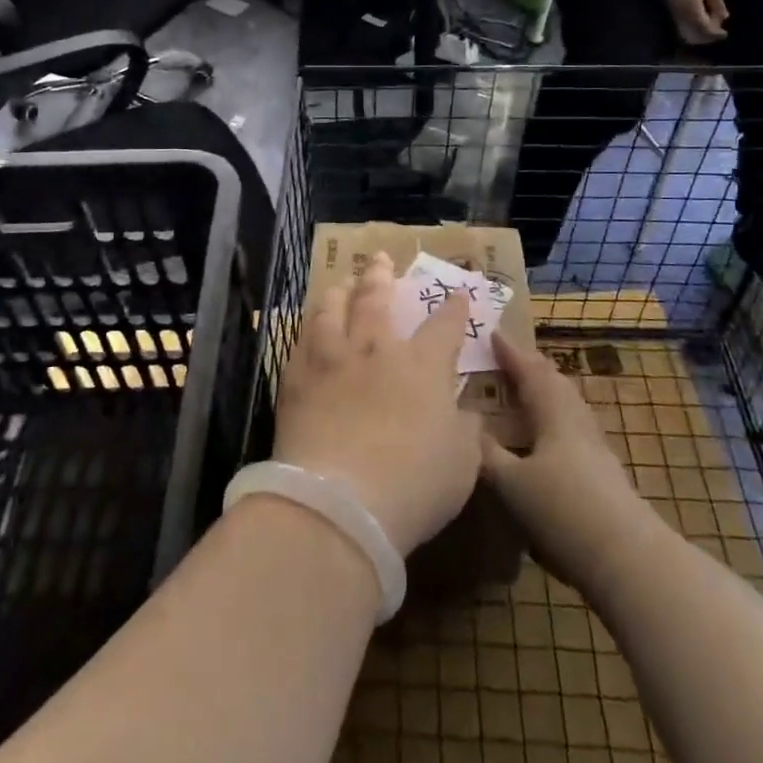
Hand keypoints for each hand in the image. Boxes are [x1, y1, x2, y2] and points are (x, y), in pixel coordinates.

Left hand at [274, 253, 481, 556]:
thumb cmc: (414, 484)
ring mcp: (331, 361)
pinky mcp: (296, 381)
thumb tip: (465, 412)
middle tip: (379, 258)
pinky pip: (300, 342)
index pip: (443, 325)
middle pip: (376, 300)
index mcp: (421, 366)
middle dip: (381, 276)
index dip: (452, 307)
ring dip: (338, 292)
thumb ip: (466, 430)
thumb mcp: (462, 462)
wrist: (339, 503)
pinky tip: (308, 328)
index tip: (455, 293)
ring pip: (331, 310)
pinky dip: (308, 328)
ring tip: (340, 283)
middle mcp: (375, 351)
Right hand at [480, 333, 649, 595]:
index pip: (530, 372)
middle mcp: (577, 422)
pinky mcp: (603, 473)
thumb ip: (487, 453)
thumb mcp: (511, 482)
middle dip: (532, 367)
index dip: (511, 352)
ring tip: (525, 392)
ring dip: (546, 392)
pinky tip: (545, 438)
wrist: (626, 558)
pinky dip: (554, 419)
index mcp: (555, 414)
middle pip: (555, 384)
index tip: (494, 332)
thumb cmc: (563, 509)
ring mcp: (594, 448)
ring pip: (568, 406)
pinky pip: (573, 428)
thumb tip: (465, 427)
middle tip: (509, 357)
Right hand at [653, 0, 728, 44]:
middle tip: (718, 31)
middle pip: (694, 36)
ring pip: (686, 32)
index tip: (725, 34)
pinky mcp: (671, 10)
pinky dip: (693, 26)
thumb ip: (717, 3)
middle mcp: (681, 17)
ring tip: (711, 24)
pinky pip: (682, 25)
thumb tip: (723, 18)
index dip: (715, 34)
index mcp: (692, 11)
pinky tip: (701, 17)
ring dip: (699, 32)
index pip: (705, 29)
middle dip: (706, 36)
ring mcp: (674, 14)